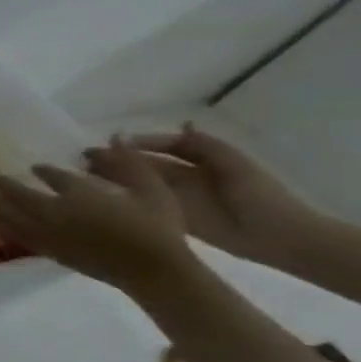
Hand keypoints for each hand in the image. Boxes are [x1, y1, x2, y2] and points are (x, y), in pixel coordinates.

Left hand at [0, 140, 199, 293]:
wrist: (153, 269)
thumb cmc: (159, 228)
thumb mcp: (153, 190)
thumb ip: (131, 163)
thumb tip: (117, 134)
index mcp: (79, 192)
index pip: (54, 176)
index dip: (43, 171)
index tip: (36, 167)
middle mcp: (56, 210)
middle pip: (21, 194)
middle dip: (6, 185)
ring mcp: (49, 232)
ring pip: (13, 215)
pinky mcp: (51, 251)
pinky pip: (21, 236)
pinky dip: (7, 228)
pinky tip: (0, 225)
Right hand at [93, 123, 315, 266]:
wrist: (277, 237)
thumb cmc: (260, 197)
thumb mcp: (237, 165)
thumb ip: (208, 146)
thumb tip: (181, 124)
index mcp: (200, 161)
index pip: (163, 146)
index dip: (140, 142)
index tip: (112, 141)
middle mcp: (183, 176)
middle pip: (144, 163)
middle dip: (117, 158)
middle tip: (86, 157)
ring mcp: (175, 197)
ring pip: (137, 181)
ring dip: (113, 176)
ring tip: (85, 173)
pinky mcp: (170, 215)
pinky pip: (140, 203)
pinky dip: (121, 197)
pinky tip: (100, 194)